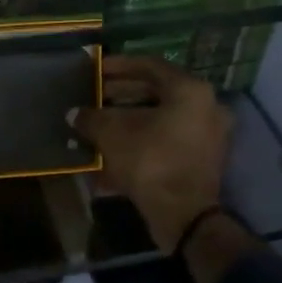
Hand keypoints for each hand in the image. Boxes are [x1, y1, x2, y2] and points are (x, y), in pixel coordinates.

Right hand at [71, 55, 232, 253]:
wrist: (184, 216)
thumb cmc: (150, 161)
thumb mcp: (112, 134)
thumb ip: (91, 118)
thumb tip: (74, 114)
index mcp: (189, 91)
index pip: (150, 66)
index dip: (119, 66)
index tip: (96, 69)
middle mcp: (205, 107)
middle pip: (156, 92)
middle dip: (122, 95)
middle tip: (95, 96)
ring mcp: (207, 135)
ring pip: (161, 118)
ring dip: (129, 119)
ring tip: (99, 123)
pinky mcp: (201, 160)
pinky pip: (166, 140)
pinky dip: (141, 140)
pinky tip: (113, 149)